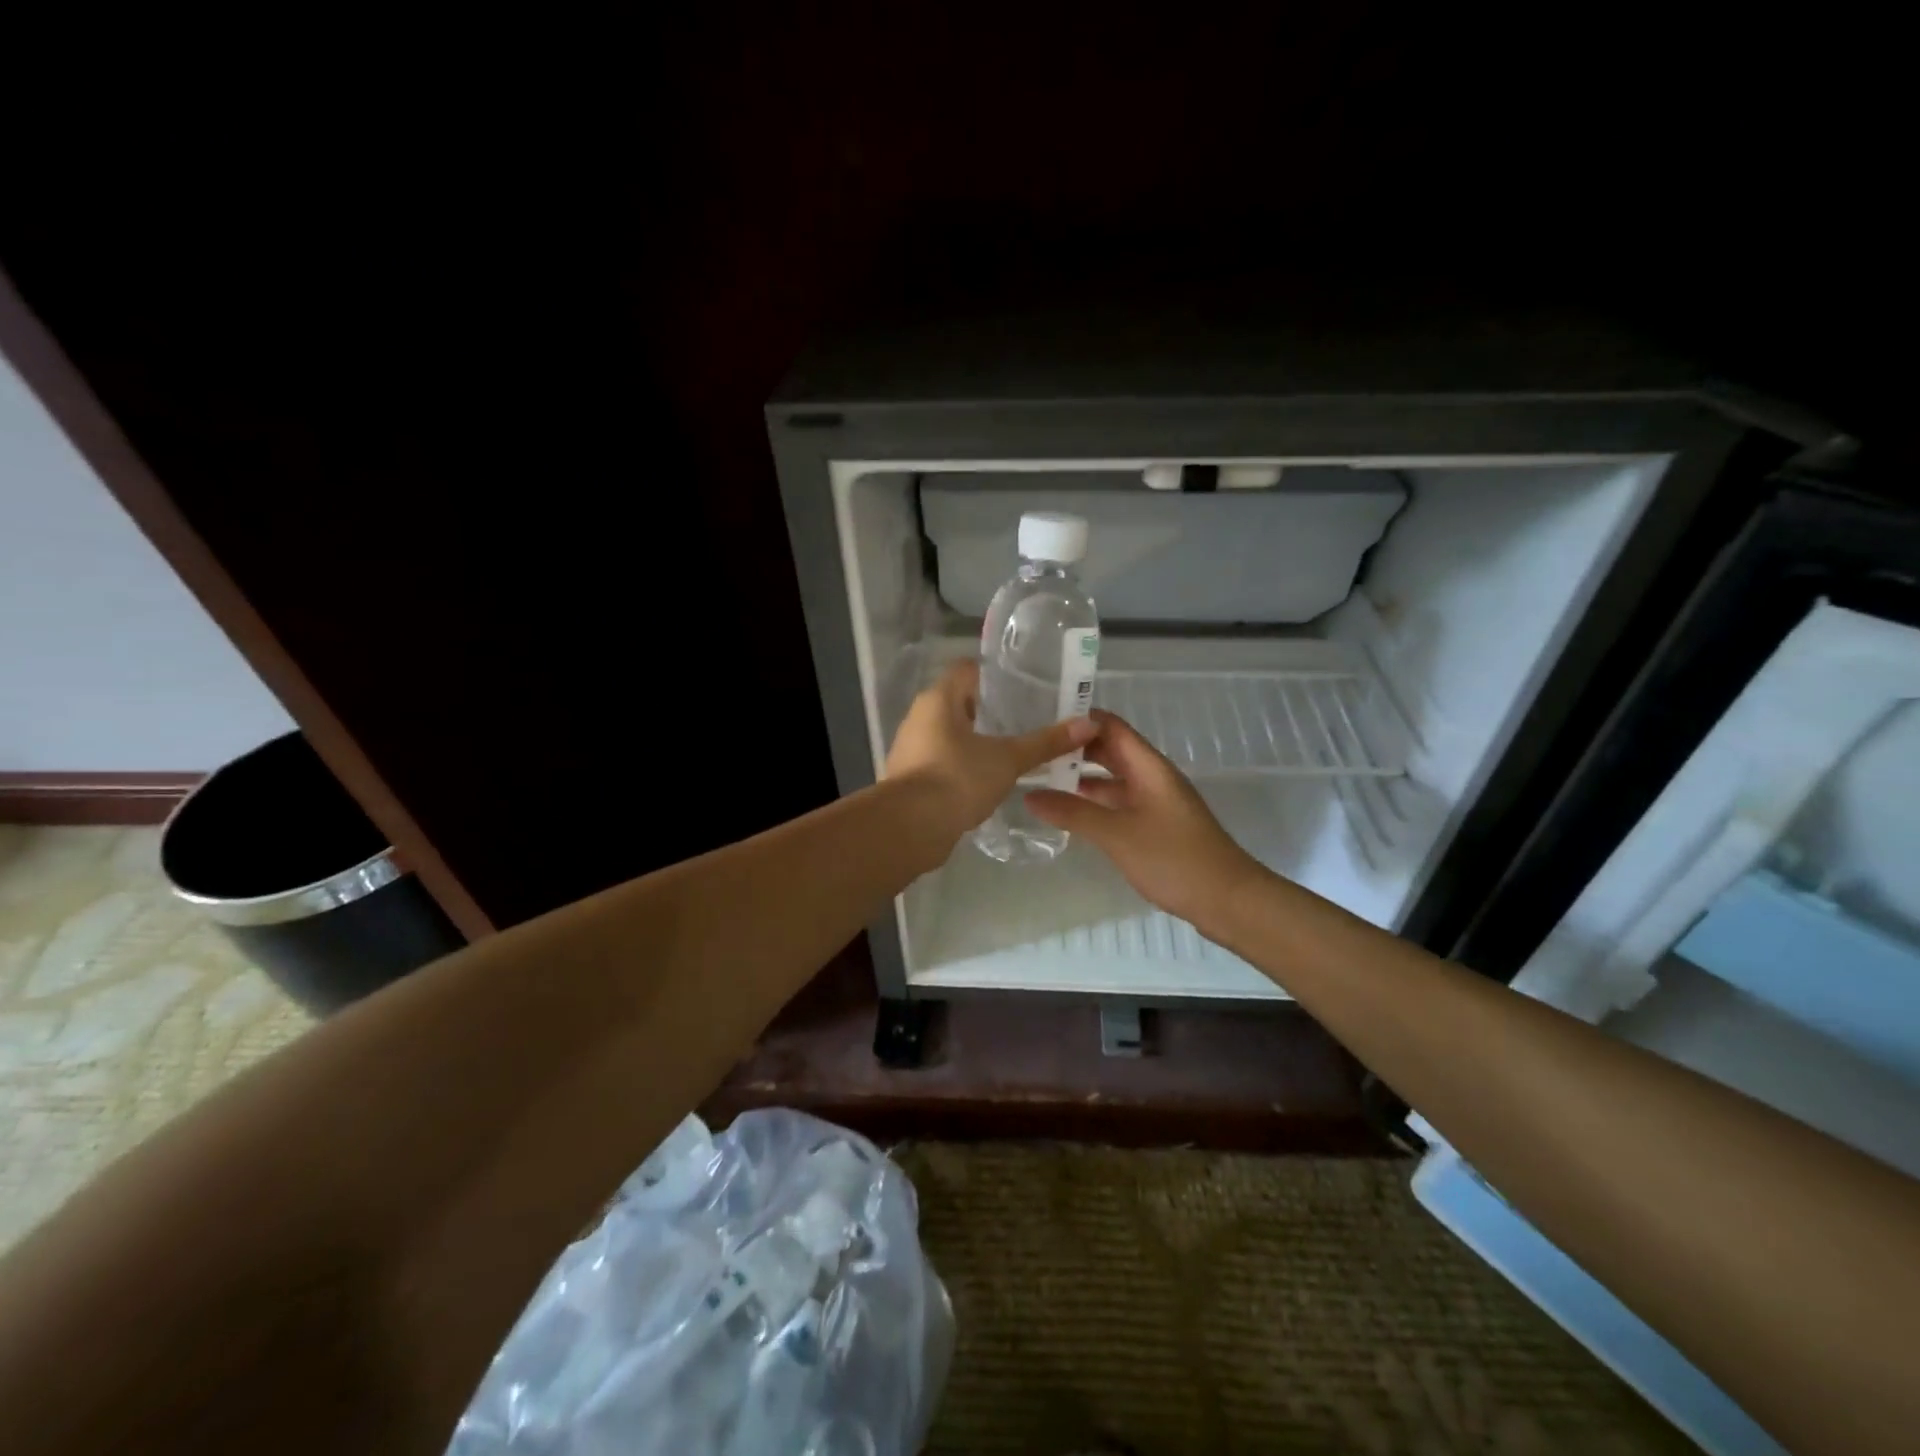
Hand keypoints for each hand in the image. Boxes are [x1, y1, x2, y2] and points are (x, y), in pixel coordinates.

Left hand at [885, 660, 1097, 847]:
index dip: (994, 673)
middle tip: (1027, 718)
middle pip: (959, 702)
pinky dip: (963, 764)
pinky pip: (942, 760)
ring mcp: (912, 747)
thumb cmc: (958, 778)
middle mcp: (919, 716)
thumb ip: (1046, 742)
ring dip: (976, 739)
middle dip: (991, 710)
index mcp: (938, 699)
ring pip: (950, 734)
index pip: (967, 670)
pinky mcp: (911, 777)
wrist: (910, 828)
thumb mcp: (1008, 759)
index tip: (1024, 685)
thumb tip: (1089, 724)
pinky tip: (988, 778)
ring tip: (1013, 749)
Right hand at [1025, 710, 1265, 927]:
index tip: (1040, 719)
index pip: (1111, 726)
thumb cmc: (1174, 858)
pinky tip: (1069, 812)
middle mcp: (1152, 777)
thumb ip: (1073, 813)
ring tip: (1040, 779)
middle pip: (1110, 750)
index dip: (1079, 718)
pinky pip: (1118, 803)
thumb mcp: (1117, 834)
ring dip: (1081, 777)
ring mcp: (1155, 802)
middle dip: (1074, 748)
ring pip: (1113, 779)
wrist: (1226, 900)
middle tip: (1032, 750)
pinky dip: (1094, 802)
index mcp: (1149, 767)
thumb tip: (1029, 795)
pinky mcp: (1155, 826)